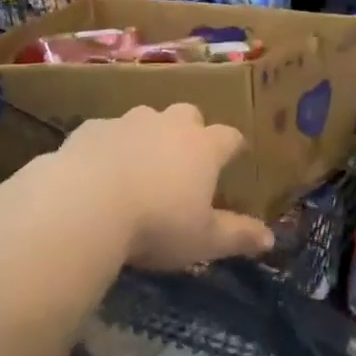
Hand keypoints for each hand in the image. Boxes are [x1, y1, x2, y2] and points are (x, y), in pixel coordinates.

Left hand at [53, 104, 273, 269]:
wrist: (84, 204)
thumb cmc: (156, 223)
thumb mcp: (202, 240)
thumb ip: (237, 236)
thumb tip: (271, 238)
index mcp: (203, 148)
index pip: (229, 137)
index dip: (233, 146)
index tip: (234, 156)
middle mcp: (170, 125)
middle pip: (188, 115)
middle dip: (190, 131)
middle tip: (184, 158)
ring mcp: (129, 122)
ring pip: (146, 118)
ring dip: (148, 135)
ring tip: (139, 164)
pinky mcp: (92, 129)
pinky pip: (107, 132)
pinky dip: (109, 146)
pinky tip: (98, 170)